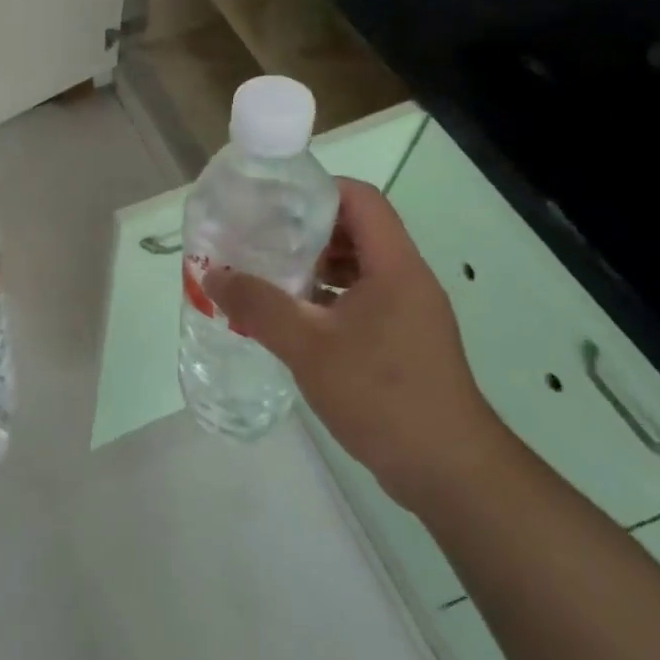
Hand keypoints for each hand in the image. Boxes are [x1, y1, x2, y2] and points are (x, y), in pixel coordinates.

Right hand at [204, 179, 513, 514]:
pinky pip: (362, 300)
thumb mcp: (308, 346)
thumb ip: (258, 305)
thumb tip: (213, 275)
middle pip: (357, 230)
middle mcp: (406, 279)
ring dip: (316, 267)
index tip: (273, 202)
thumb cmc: (381, 394)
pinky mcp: (404, 342)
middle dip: (307, 230)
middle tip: (261, 238)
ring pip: (359, 268)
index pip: (360, 199)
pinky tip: (293, 319)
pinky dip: (328, 299)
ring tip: (269, 275)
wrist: (447, 470)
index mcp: (394, 265)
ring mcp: (409, 312)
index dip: (317, 190)